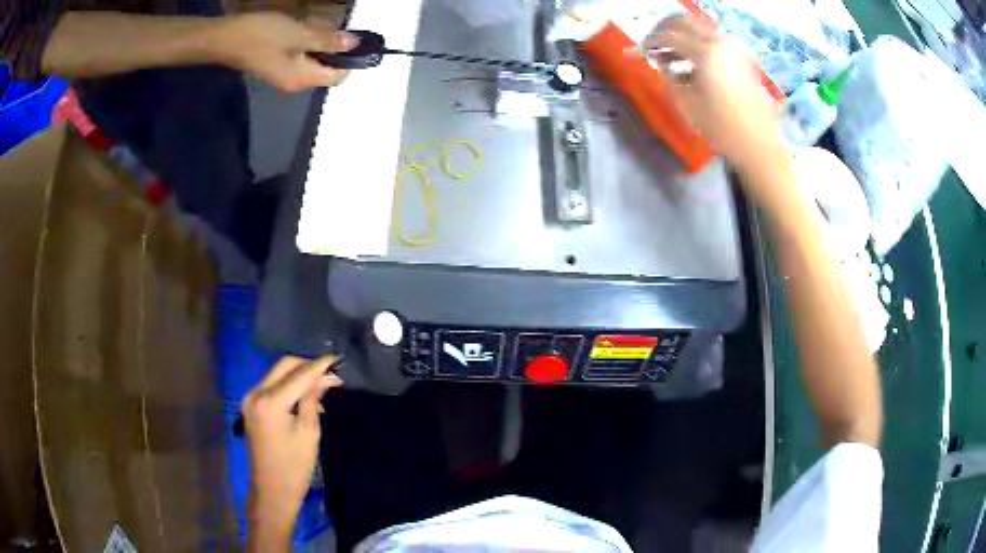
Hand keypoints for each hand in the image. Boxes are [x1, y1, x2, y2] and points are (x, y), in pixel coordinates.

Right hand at [210, 13, 354, 91]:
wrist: (224, 39)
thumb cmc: (262, 36)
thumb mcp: (299, 34)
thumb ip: (327, 40)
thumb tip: (354, 44)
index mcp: (302, 80)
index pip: (337, 77)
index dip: (350, 60)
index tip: (355, 39)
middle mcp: (294, 85)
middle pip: (325, 71)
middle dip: (334, 50)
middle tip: (333, 27)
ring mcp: (282, 77)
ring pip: (312, 63)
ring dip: (320, 46)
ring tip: (316, 26)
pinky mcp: (274, 68)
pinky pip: (299, 59)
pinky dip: (306, 46)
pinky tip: (302, 31)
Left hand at [241, 355, 342, 549]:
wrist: (272, 490)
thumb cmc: (295, 466)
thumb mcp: (309, 432)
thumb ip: (314, 399)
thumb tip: (326, 377)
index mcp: (270, 401)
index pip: (298, 374)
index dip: (319, 365)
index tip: (338, 358)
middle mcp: (255, 393)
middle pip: (284, 366)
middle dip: (307, 365)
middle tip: (331, 371)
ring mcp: (250, 398)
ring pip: (277, 373)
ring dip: (298, 374)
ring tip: (322, 383)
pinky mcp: (251, 405)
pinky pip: (272, 385)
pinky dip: (289, 385)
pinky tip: (305, 394)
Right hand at [644, 17, 786, 182]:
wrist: (759, 144)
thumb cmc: (722, 128)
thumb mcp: (687, 104)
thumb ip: (667, 77)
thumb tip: (657, 62)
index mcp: (705, 52)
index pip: (668, 36)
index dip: (649, 42)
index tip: (638, 52)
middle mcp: (720, 43)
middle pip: (684, 22)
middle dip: (664, 30)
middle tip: (652, 46)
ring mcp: (733, 49)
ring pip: (699, 29)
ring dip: (681, 38)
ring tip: (668, 59)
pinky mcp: (741, 59)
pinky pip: (713, 42)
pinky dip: (698, 47)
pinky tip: (690, 67)